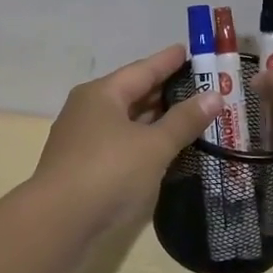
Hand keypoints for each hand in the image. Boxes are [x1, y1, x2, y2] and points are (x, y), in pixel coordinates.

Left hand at [31, 44, 223, 234]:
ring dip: (153, 118)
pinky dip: (141, 141)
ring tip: (185, 114)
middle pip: (131, 93)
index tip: (188, 51)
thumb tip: (214, 95)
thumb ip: (184, 121)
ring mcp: (81, 139)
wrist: (58, 221)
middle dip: (163, 90)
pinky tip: (159, 148)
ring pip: (124, 120)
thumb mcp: (154, 145)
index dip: (167, 61)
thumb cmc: (109, 172)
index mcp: (102, 94)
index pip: (142, 70)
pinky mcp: (81, 166)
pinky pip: (119, 142)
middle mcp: (87, 109)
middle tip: (197, 85)